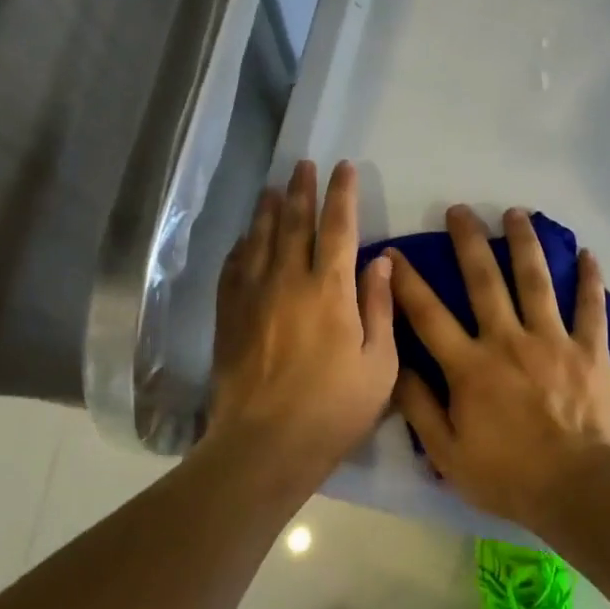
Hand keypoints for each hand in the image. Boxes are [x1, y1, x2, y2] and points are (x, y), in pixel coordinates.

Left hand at [209, 160, 398, 476]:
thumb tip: (380, 260)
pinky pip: (234, 268)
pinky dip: (242, 247)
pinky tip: (245, 239)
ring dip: (268, 210)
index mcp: (330, 289)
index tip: (343, 168)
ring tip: (273, 189)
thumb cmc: (334, 407)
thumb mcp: (380, 363)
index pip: (338, 226)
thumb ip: (380, 307)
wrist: (266, 443)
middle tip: (302, 165)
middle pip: (294, 223)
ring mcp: (253, 296)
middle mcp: (288, 280)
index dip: (341, 193)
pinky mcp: (229, 316)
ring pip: (260, 239)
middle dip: (301, 190)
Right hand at [388, 205, 609, 525]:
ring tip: (516, 213)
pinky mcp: (590, 351)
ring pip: (536, 281)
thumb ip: (419, 407)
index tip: (394, 252)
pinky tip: (588, 253)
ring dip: (524, 243)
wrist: (579, 491)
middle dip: (469, 241)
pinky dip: (591, 280)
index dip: (407, 282)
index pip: (428, 314)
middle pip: (484, 280)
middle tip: (460, 210)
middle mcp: (508, 341)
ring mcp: (553, 341)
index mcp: (470, 367)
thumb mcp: (447, 455)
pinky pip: (591, 308)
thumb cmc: (508, 476)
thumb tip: (397, 365)